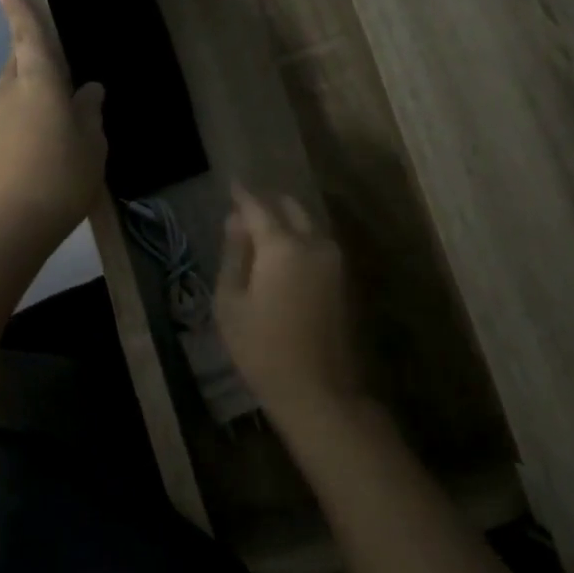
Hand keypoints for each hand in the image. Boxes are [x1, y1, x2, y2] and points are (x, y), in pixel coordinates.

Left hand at [0, 0, 106, 249]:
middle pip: (18, 62)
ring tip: (55, 116)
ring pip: (12, 92)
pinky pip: (8, 117)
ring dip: (30, 93)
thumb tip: (89, 91)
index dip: (20, 10)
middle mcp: (8, 90)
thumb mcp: (92, 144)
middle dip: (31, 57)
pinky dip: (23, 118)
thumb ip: (90, 112)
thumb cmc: (63, 177)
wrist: (13, 223)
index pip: (29, 35)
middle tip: (55, 68)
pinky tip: (40, 142)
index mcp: (38, 81)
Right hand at [215, 186, 363, 421]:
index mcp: (283, 246)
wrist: (317, 389)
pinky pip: (317, 245)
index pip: (258, 207)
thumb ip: (234, 255)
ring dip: (286, 221)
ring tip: (260, 231)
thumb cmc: (261, 349)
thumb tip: (235, 222)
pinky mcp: (343, 280)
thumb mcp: (230, 303)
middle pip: (291, 208)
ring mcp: (334, 261)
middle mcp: (314, 244)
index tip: (232, 183)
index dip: (242, 195)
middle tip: (246, 209)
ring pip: (308, 225)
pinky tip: (281, 256)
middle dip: (268, 203)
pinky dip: (298, 240)